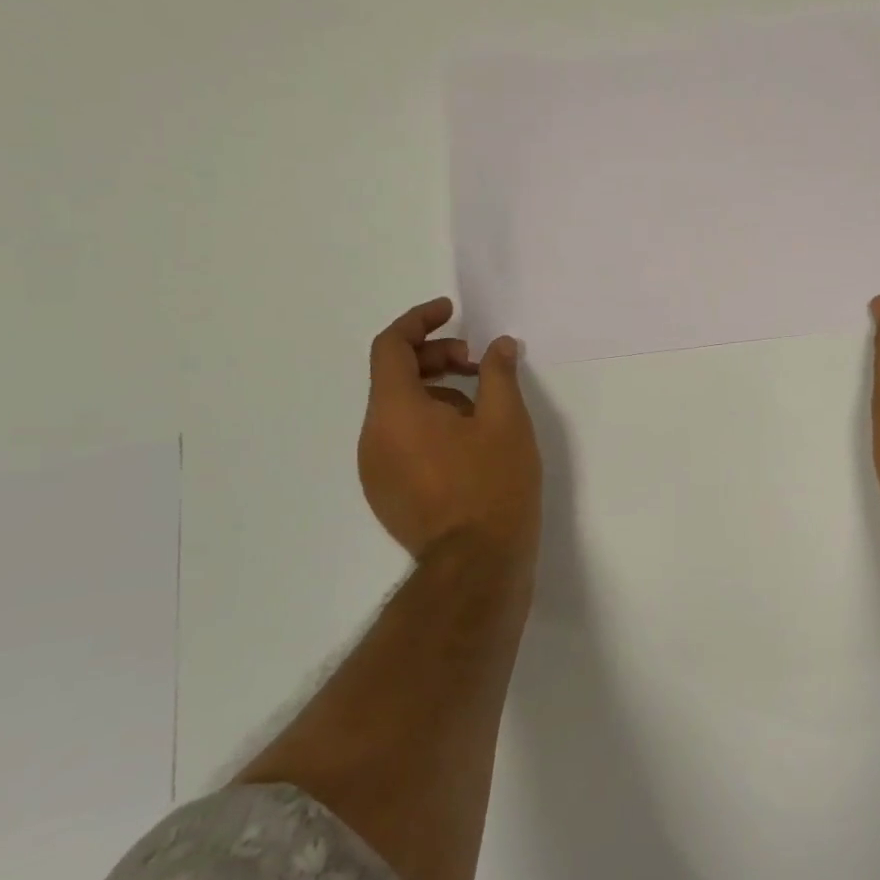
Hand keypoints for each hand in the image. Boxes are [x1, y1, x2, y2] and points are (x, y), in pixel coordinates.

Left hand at [358, 297, 541, 570]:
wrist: (476, 566)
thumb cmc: (493, 485)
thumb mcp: (507, 421)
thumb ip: (499, 373)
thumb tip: (498, 346)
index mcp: (394, 411)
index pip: (390, 346)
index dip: (419, 321)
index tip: (451, 312)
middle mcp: (373, 436)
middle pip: (395, 377)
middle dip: (437, 359)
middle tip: (480, 365)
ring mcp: (375, 469)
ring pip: (400, 411)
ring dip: (437, 394)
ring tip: (484, 409)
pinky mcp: (386, 493)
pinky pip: (401, 441)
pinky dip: (429, 425)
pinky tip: (469, 443)